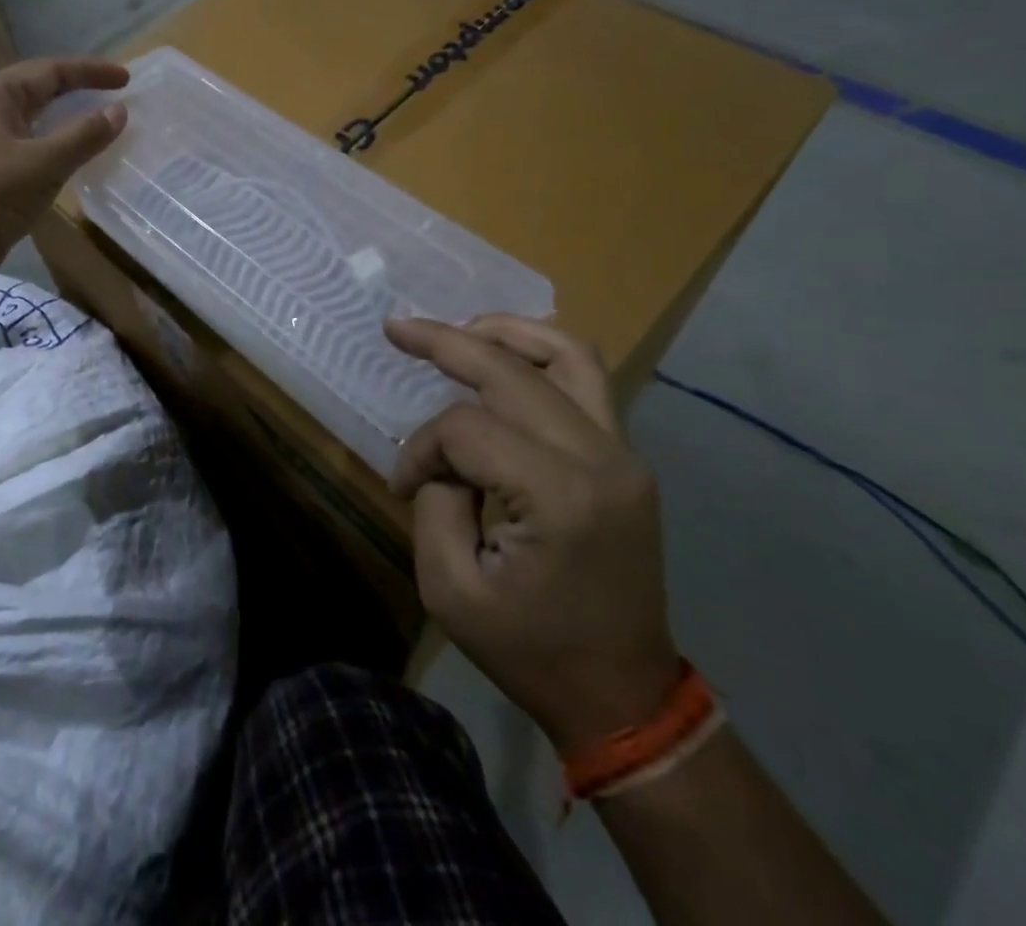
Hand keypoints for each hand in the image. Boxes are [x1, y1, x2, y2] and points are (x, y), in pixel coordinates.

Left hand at [0, 57, 128, 277]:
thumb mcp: (45, 162)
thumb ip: (84, 134)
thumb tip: (120, 111)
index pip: (50, 70)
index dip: (91, 71)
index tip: (126, 79)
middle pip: (40, 88)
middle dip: (79, 89)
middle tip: (116, 95)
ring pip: (34, 116)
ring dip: (67, 117)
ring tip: (100, 120)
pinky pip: (29, 141)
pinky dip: (55, 141)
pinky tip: (74, 153)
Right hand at [386, 314, 679, 750]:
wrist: (624, 696)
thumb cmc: (531, 652)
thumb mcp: (450, 589)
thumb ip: (434, 501)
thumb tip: (442, 456)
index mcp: (558, 497)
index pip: (467, 429)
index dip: (422, 448)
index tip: (403, 486)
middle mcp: (600, 458)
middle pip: (513, 370)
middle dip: (446, 342)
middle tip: (398, 328)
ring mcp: (624, 453)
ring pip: (567, 353)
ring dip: (505, 331)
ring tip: (458, 330)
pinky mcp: (627, 457)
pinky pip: (586, 379)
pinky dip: (537, 355)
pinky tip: (502, 358)